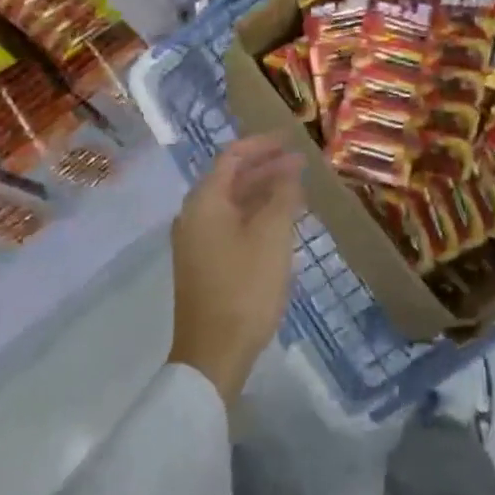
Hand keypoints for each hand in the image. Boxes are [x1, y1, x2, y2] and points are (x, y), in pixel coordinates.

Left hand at [167, 135, 303, 408]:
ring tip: (297, 188)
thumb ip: (283, 195)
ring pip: (232, 203)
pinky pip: (231, 224)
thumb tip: (289, 170)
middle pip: (231, 178)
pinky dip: (255, 214)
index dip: (261, 144)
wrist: (213, 355)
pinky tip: (280, 221)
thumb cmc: (244, 287)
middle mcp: (194, 216)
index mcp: (204, 203)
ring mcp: (196, 243)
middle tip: (300, 163)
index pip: (231, 157)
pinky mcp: (204, 265)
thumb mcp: (272, 235)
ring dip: (263, 191)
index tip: (290, 139)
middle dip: (266, 167)